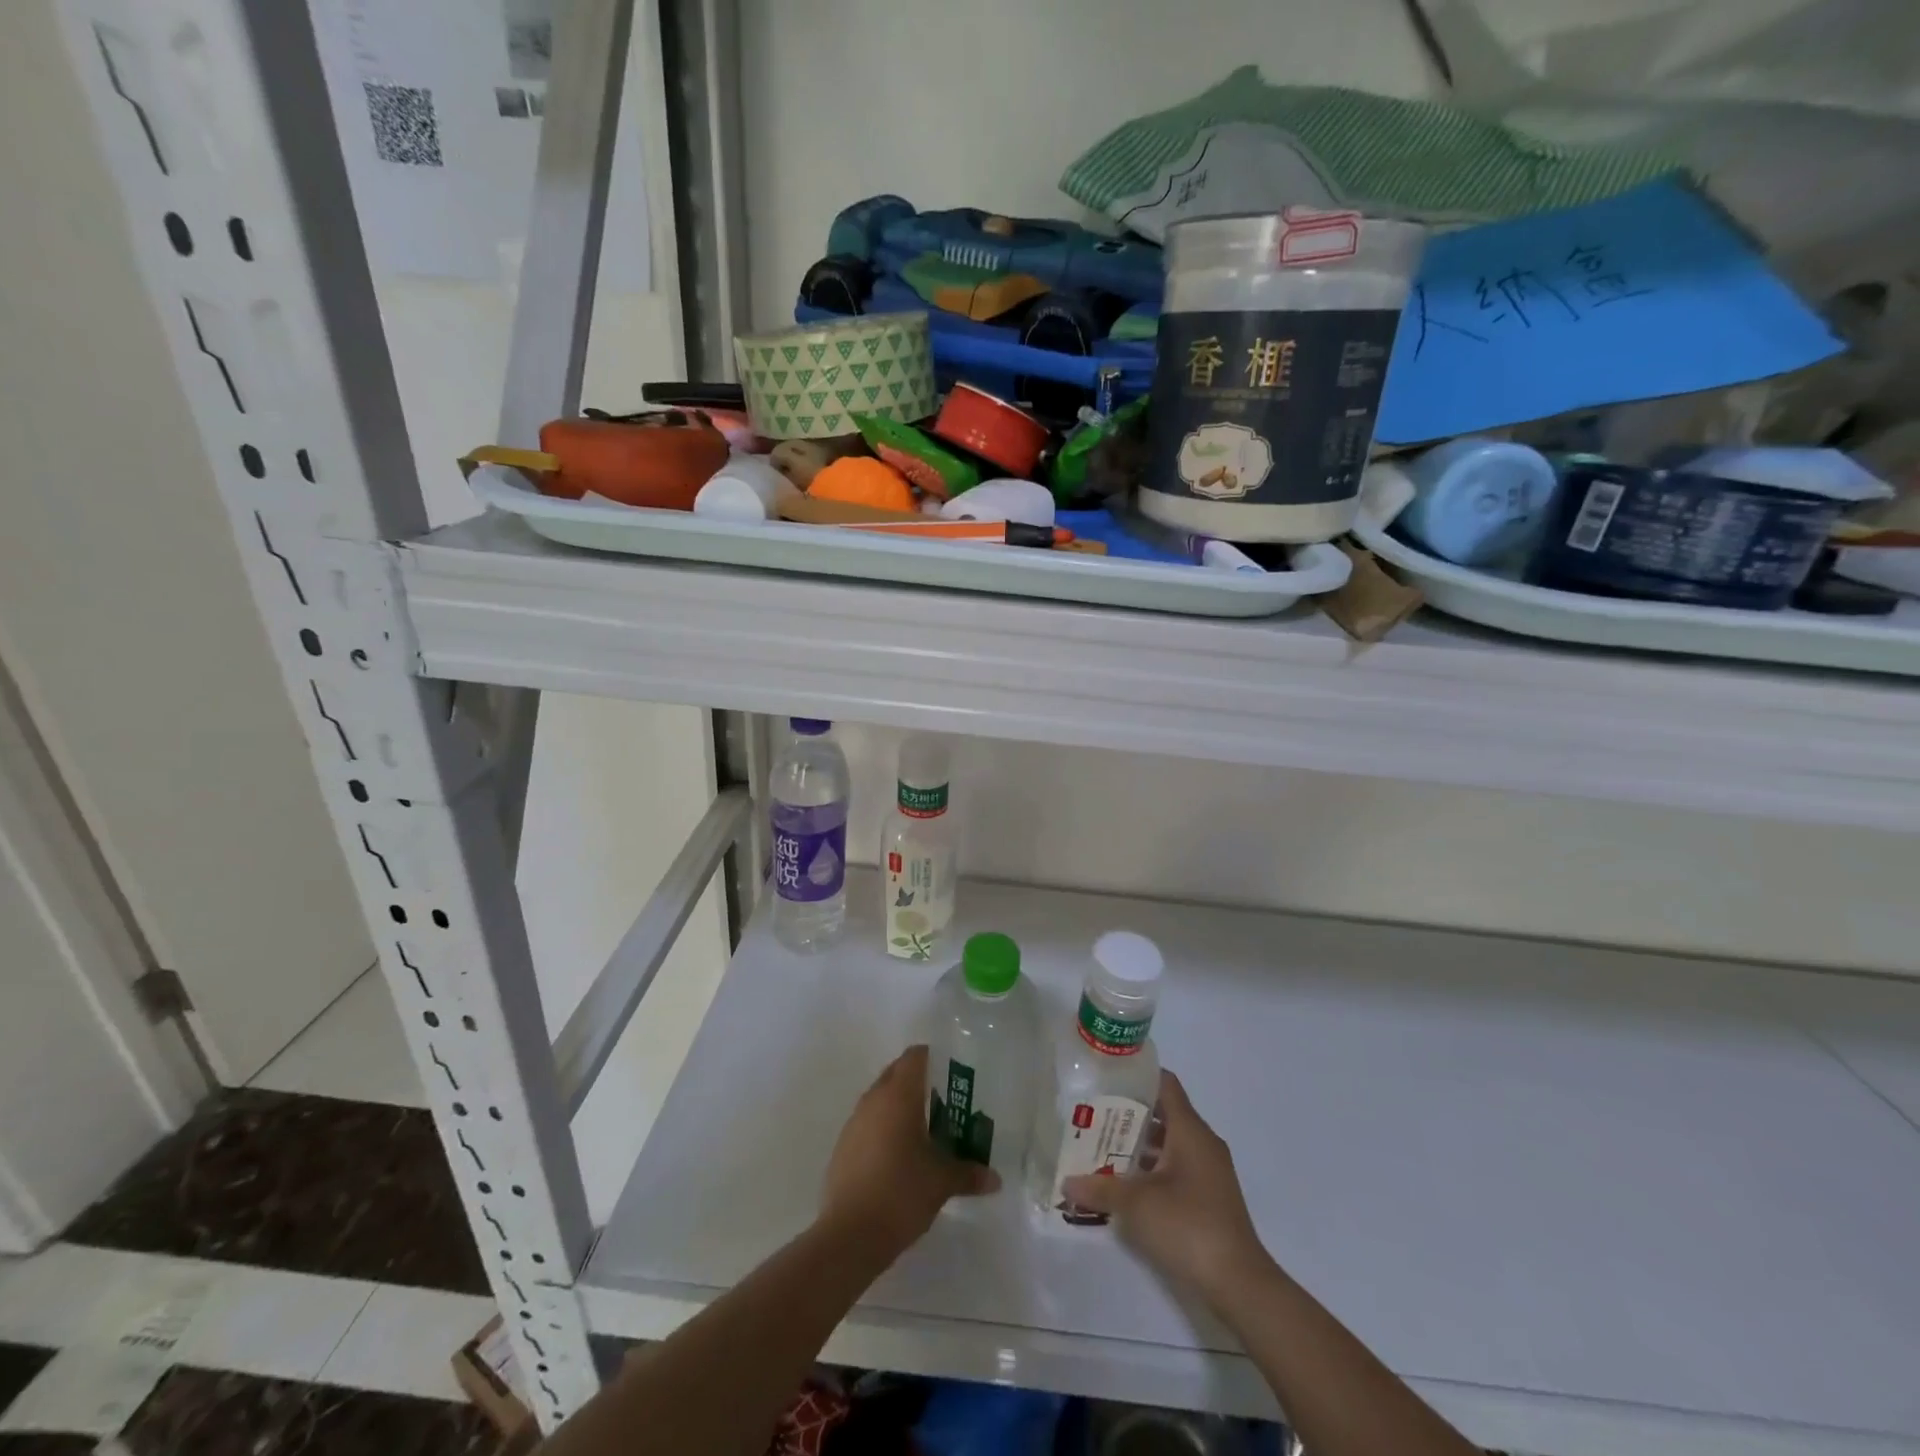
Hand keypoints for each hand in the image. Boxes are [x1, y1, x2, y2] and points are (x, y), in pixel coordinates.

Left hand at [820, 1045, 997, 1257]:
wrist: (849, 1235)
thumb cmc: (901, 1193)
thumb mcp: (941, 1182)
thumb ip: (968, 1173)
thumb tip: (995, 1179)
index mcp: (898, 1095)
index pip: (915, 1056)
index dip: (934, 1057)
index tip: (953, 1072)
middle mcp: (874, 1099)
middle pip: (897, 1073)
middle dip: (919, 1081)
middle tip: (945, 1100)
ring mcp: (854, 1122)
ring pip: (881, 1098)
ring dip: (900, 1106)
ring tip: (926, 1129)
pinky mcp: (843, 1146)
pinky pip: (869, 1123)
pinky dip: (885, 1128)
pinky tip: (900, 1155)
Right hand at [1061, 1070, 1268, 1303]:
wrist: (1239, 1284)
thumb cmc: (1188, 1226)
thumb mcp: (1136, 1204)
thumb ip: (1100, 1187)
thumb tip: (1066, 1182)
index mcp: (1190, 1130)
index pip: (1164, 1084)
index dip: (1137, 1076)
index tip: (1106, 1078)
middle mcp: (1202, 1143)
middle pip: (1163, 1114)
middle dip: (1128, 1114)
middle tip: (1093, 1115)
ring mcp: (1209, 1172)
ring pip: (1169, 1144)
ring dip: (1138, 1146)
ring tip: (1101, 1149)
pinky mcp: (1209, 1198)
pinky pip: (1176, 1169)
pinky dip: (1152, 1169)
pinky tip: (1125, 1185)